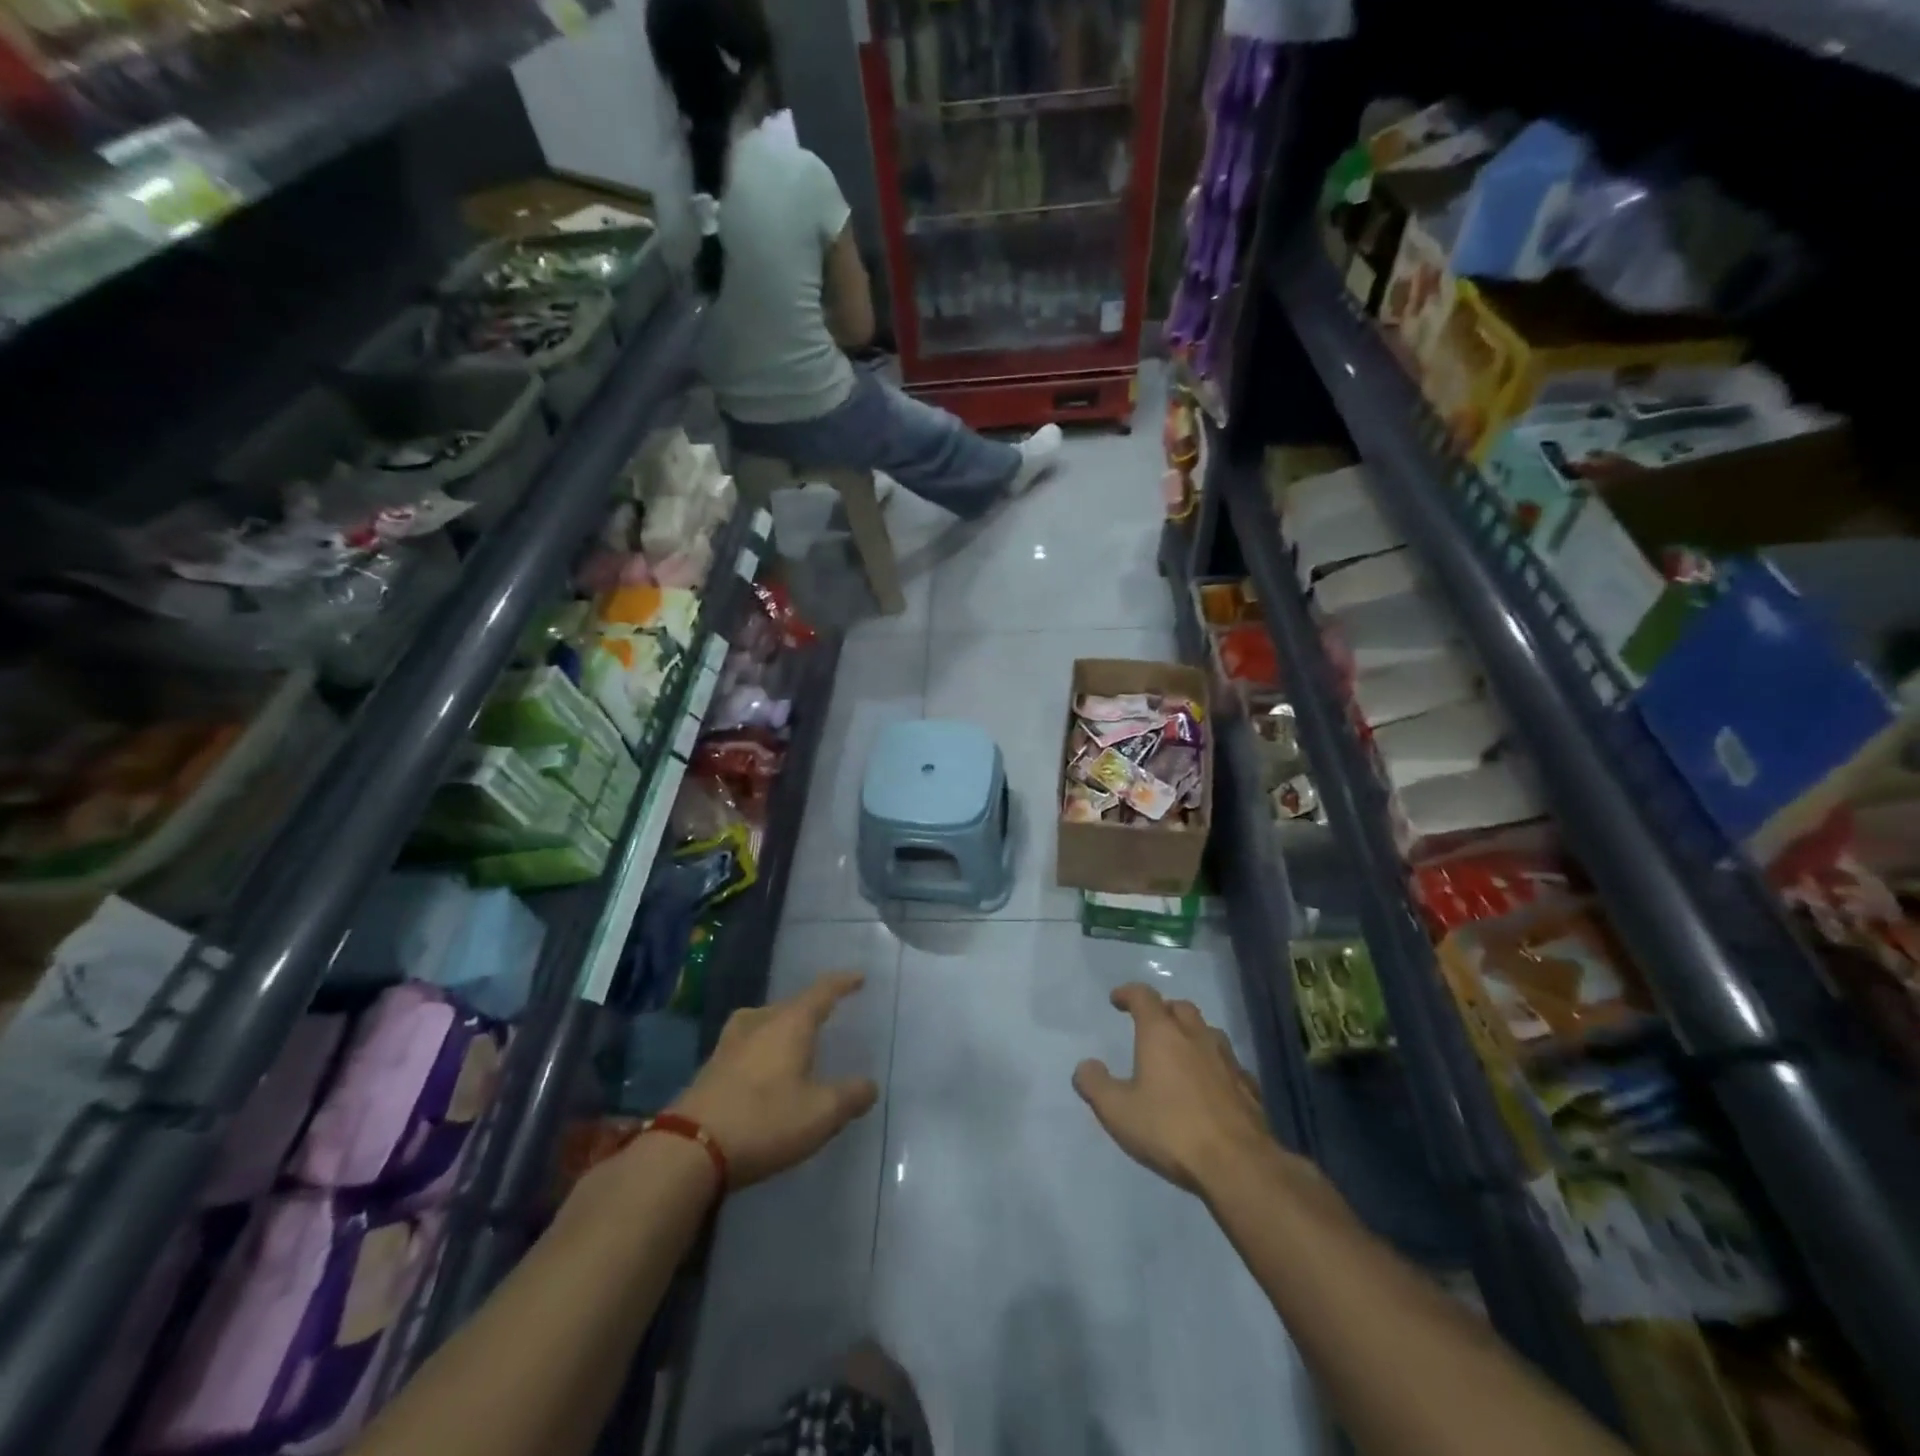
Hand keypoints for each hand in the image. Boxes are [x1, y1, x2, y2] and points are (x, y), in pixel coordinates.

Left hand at [667, 971, 878, 1189]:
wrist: (690, 1148)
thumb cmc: (765, 1121)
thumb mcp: (821, 1114)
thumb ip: (850, 1096)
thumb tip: (869, 1085)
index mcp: (790, 1023)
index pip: (822, 991)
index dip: (842, 983)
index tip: (858, 978)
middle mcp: (760, 1022)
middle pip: (790, 1004)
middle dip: (811, 1008)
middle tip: (828, 1015)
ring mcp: (730, 1043)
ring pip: (763, 1021)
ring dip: (781, 1025)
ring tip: (792, 1038)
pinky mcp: (711, 1067)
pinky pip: (746, 1043)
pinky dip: (761, 1047)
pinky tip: (762, 1067)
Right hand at [1073, 983, 1275, 1195]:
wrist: (1238, 1165)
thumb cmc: (1170, 1130)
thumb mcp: (1118, 1112)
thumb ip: (1095, 1085)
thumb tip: (1085, 1066)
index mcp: (1162, 1034)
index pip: (1144, 996)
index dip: (1129, 993)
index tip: (1117, 999)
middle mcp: (1196, 1037)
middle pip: (1180, 1007)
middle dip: (1163, 1010)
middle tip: (1151, 1025)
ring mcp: (1227, 1060)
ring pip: (1208, 1032)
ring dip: (1192, 1034)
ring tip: (1181, 1052)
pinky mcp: (1249, 1087)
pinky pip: (1229, 1064)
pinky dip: (1215, 1065)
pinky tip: (1212, 1085)